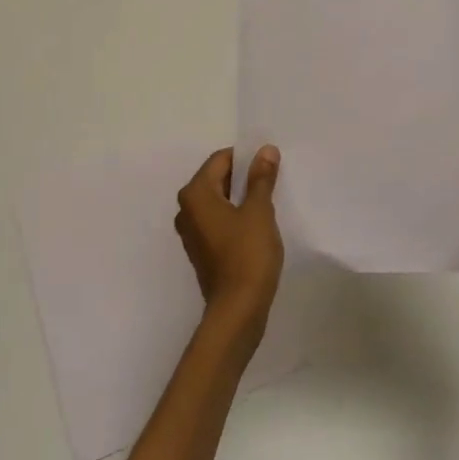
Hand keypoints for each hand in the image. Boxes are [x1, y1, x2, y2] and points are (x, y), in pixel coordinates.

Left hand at [175, 146, 284, 331]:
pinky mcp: (202, 250)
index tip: (269, 162)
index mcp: (195, 194)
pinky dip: (235, 216)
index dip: (246, 157)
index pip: (220, 160)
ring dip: (240, 197)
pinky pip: (218, 220)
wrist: (238, 309)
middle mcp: (186, 209)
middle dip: (243, 176)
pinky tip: (257, 224)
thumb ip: (261, 178)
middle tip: (272, 179)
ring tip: (268, 201)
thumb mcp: (258, 211)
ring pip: (218, 201)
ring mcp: (192, 232)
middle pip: (216, 179)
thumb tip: (265, 150)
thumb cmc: (247, 254)